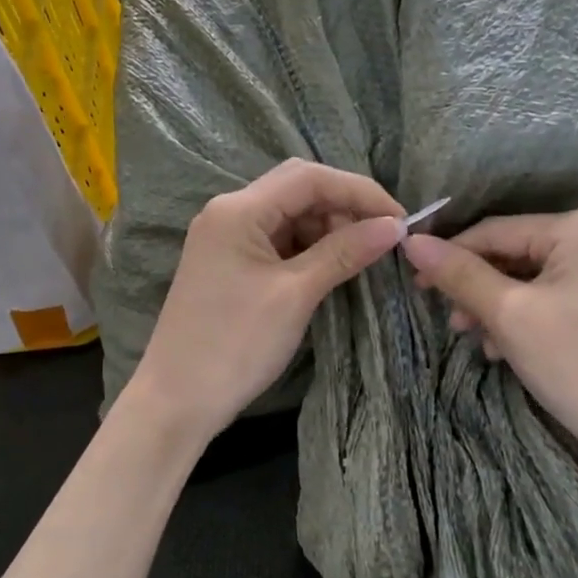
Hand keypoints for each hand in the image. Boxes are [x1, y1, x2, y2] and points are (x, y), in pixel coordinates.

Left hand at [129, 160, 404, 441]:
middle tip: (381, 239)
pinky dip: (307, 249)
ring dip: (327, 229)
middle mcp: (228, 213)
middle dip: (343, 208)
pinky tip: (330, 267)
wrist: (177, 399)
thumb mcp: (295, 294)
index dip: (360, 191)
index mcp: (238, 210)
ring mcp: (225, 239)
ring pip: (288, 216)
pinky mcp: (228, 265)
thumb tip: (394, 226)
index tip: (400, 219)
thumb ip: (343, 252)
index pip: (309, 178)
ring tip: (360, 257)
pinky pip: (276, 242)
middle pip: (297, 190)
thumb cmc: (235, 344)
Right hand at [402, 210, 577, 469]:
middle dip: (476, 287)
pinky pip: (551, 296)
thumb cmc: (576, 364)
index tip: (413, 282)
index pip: (496, 230)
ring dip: (495, 306)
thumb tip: (412, 242)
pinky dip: (522, 317)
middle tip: (450, 321)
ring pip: (529, 278)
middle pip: (513, 252)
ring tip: (474, 339)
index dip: (450, 254)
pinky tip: (502, 348)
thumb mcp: (509, 315)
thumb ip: (459, 274)